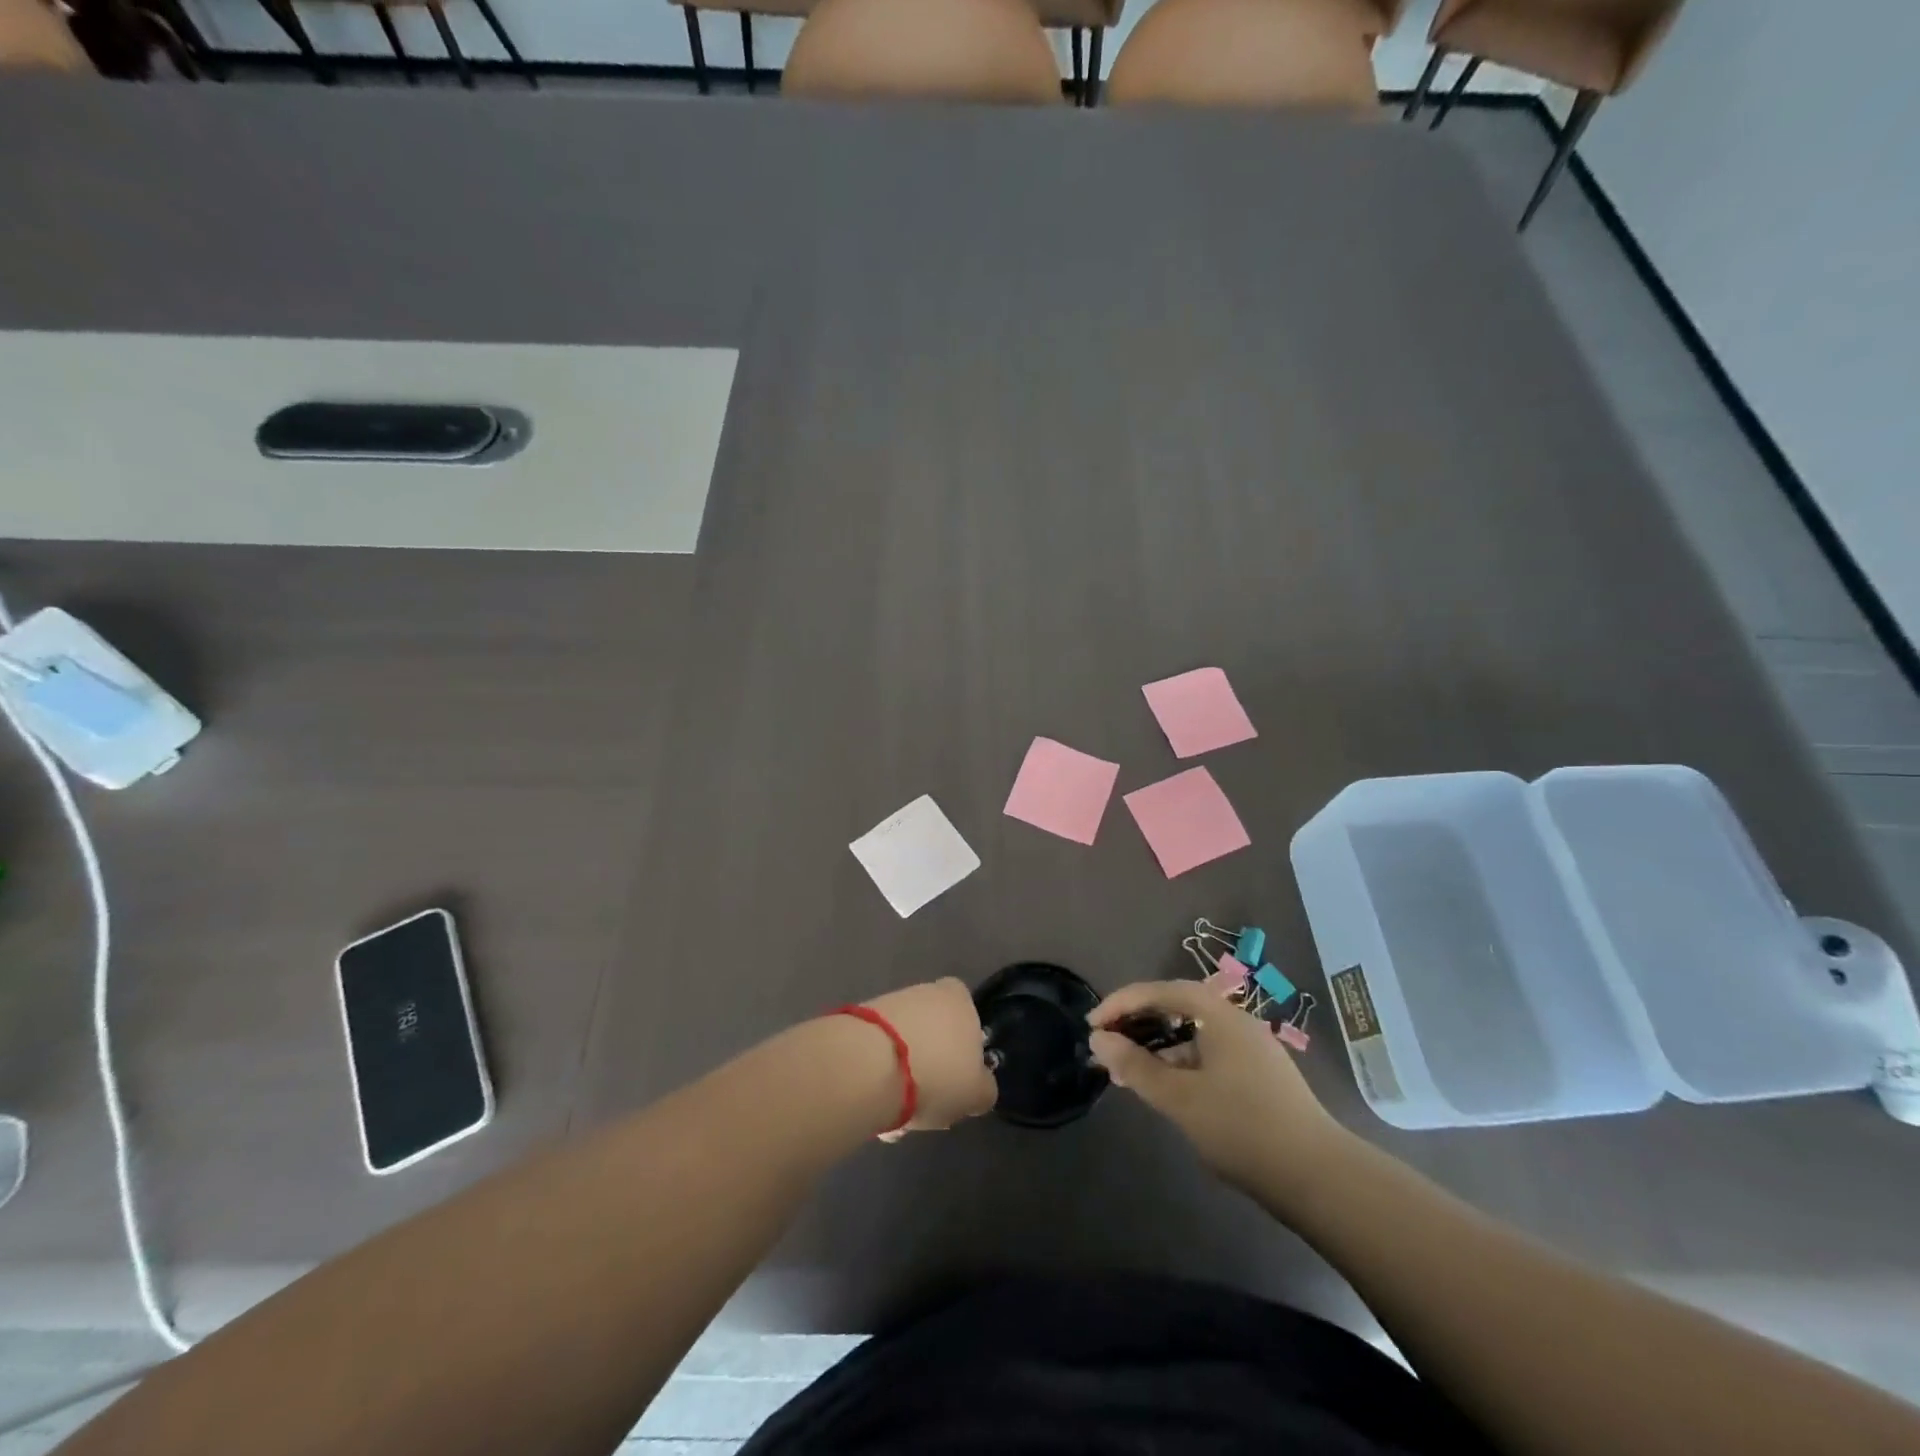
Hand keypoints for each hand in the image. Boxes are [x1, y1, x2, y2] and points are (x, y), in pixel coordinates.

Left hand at [862, 978, 997, 1136]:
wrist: (869, 1065)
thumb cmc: (937, 1073)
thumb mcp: (978, 1093)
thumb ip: (984, 1087)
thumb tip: (979, 1086)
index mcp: (958, 998)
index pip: (967, 1016)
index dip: (964, 1049)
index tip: (958, 1079)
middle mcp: (924, 992)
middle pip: (933, 1034)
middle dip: (930, 1068)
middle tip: (927, 1105)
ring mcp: (888, 1004)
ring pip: (903, 1048)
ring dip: (901, 1079)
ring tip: (896, 1118)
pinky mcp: (857, 1023)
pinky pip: (876, 1055)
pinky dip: (877, 1079)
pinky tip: (875, 1108)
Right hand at [1088, 981, 1350, 1198]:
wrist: (1319, 1178)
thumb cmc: (1243, 1128)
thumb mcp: (1180, 1098)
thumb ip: (1136, 1066)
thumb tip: (1098, 1040)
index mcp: (1219, 1015)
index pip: (1161, 990)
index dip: (1122, 1003)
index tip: (1093, 1024)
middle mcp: (1236, 1022)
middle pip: (1177, 1007)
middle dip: (1137, 1023)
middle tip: (1106, 1046)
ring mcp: (1250, 1050)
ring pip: (1192, 1034)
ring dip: (1156, 1047)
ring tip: (1127, 1072)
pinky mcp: (1258, 1077)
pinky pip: (1207, 1055)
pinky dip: (1179, 1064)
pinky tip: (1165, 1090)